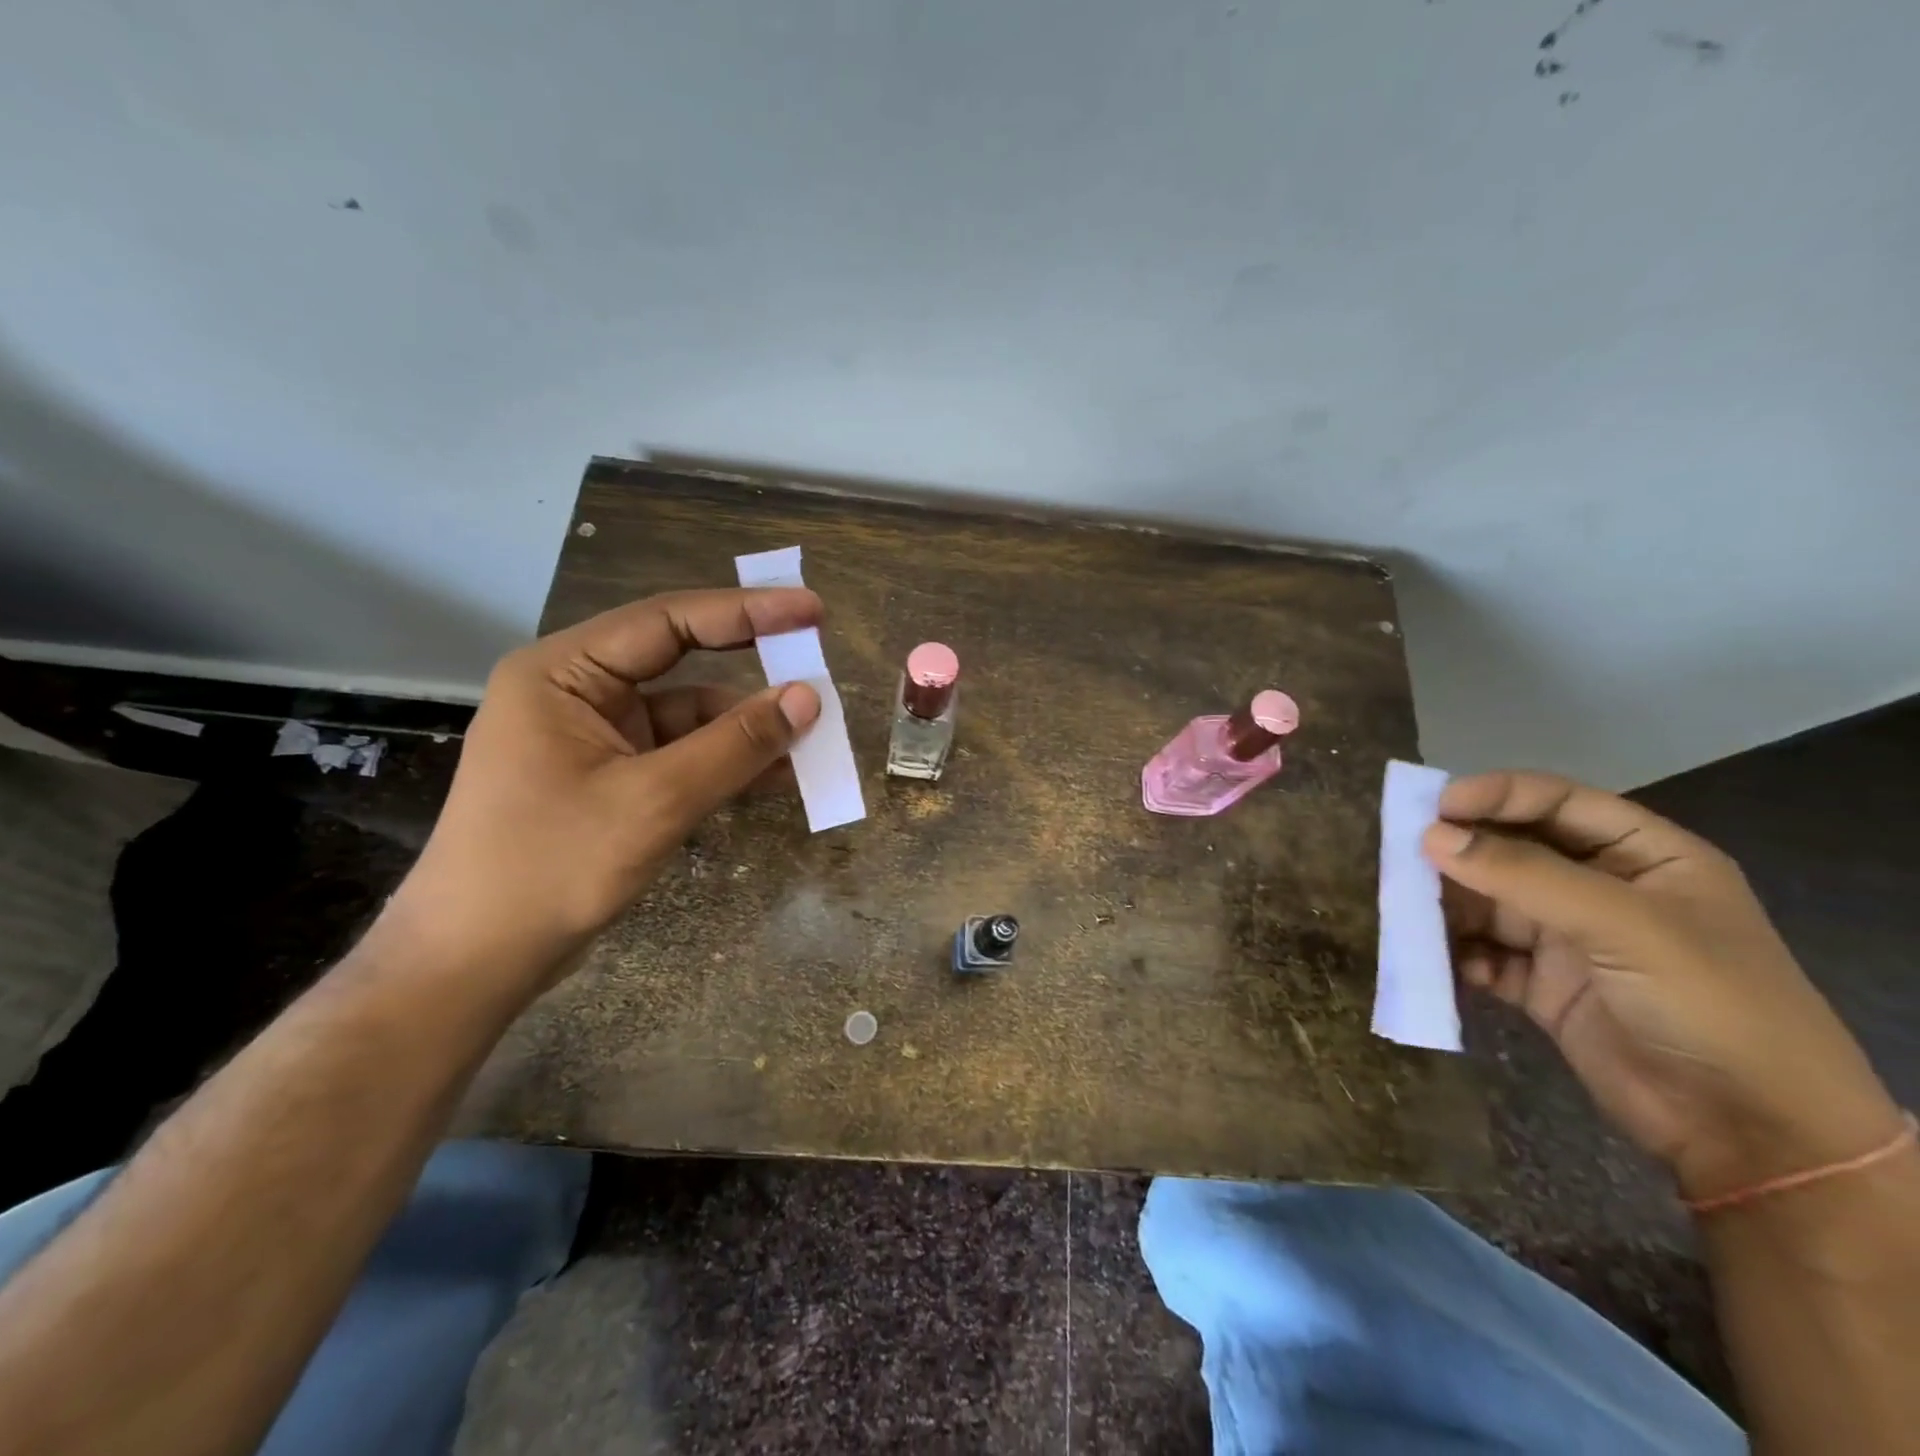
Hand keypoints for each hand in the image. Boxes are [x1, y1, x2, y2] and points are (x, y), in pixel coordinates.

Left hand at [393, 589, 821, 990]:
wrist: (474, 963)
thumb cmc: (550, 868)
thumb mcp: (654, 801)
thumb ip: (735, 745)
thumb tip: (808, 699)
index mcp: (563, 672)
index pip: (668, 622)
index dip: (747, 612)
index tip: (812, 612)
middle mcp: (577, 692)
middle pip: (680, 662)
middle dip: (750, 667)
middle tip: (815, 661)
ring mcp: (593, 738)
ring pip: (687, 716)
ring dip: (745, 729)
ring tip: (811, 740)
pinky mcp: (609, 779)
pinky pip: (680, 756)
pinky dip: (725, 764)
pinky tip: (776, 777)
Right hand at [1423, 771, 1900, 1202]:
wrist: (1752, 1135)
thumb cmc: (1710, 1005)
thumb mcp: (1623, 925)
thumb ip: (1523, 875)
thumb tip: (1430, 836)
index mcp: (1645, 856)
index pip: (1557, 802)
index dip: (1495, 796)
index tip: (1432, 807)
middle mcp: (1602, 889)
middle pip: (1513, 850)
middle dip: (1458, 851)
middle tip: (1398, 853)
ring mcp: (1570, 939)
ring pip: (1489, 902)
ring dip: (1447, 904)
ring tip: (1402, 907)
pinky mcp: (1543, 985)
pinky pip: (1483, 953)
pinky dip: (1456, 954)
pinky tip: (1437, 961)